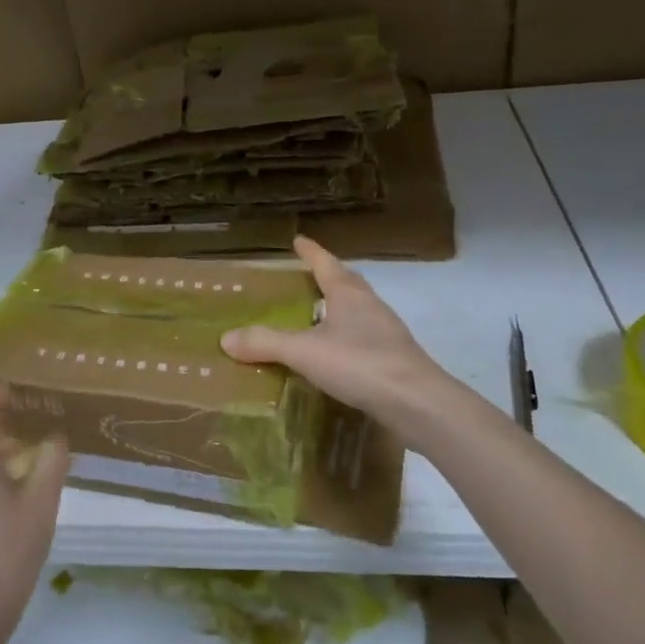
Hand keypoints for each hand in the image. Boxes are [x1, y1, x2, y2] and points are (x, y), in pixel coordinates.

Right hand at [222, 236, 456, 446]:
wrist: (418, 403)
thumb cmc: (360, 364)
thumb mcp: (305, 352)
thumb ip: (266, 343)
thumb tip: (226, 337)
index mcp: (349, 294)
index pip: (326, 263)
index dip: (310, 251)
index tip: (298, 239)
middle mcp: (370, 306)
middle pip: (346, 282)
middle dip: (327, 276)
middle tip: (305, 276)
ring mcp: (386, 333)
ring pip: (357, 311)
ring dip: (338, 308)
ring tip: (316, 315)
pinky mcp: (393, 359)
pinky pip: (363, 338)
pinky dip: (346, 338)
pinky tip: (335, 355)